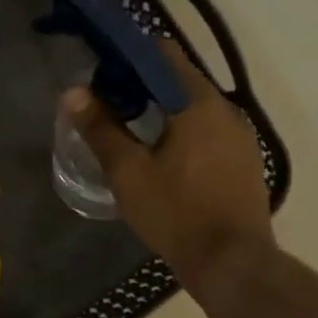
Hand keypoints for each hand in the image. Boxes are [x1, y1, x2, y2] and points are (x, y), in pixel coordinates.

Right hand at [65, 40, 277, 293]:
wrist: (231, 262)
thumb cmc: (176, 213)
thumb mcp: (128, 172)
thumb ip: (100, 129)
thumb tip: (73, 92)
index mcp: (198, 103)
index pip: (163, 54)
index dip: (129, 57)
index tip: (102, 72)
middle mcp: (226, 110)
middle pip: (179, 80)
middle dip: (142, 86)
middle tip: (107, 106)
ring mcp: (240, 137)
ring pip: (194, 109)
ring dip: (163, 111)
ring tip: (129, 132)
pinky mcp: (243, 162)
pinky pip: (208, 132)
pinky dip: (182, 132)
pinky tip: (162, 158)